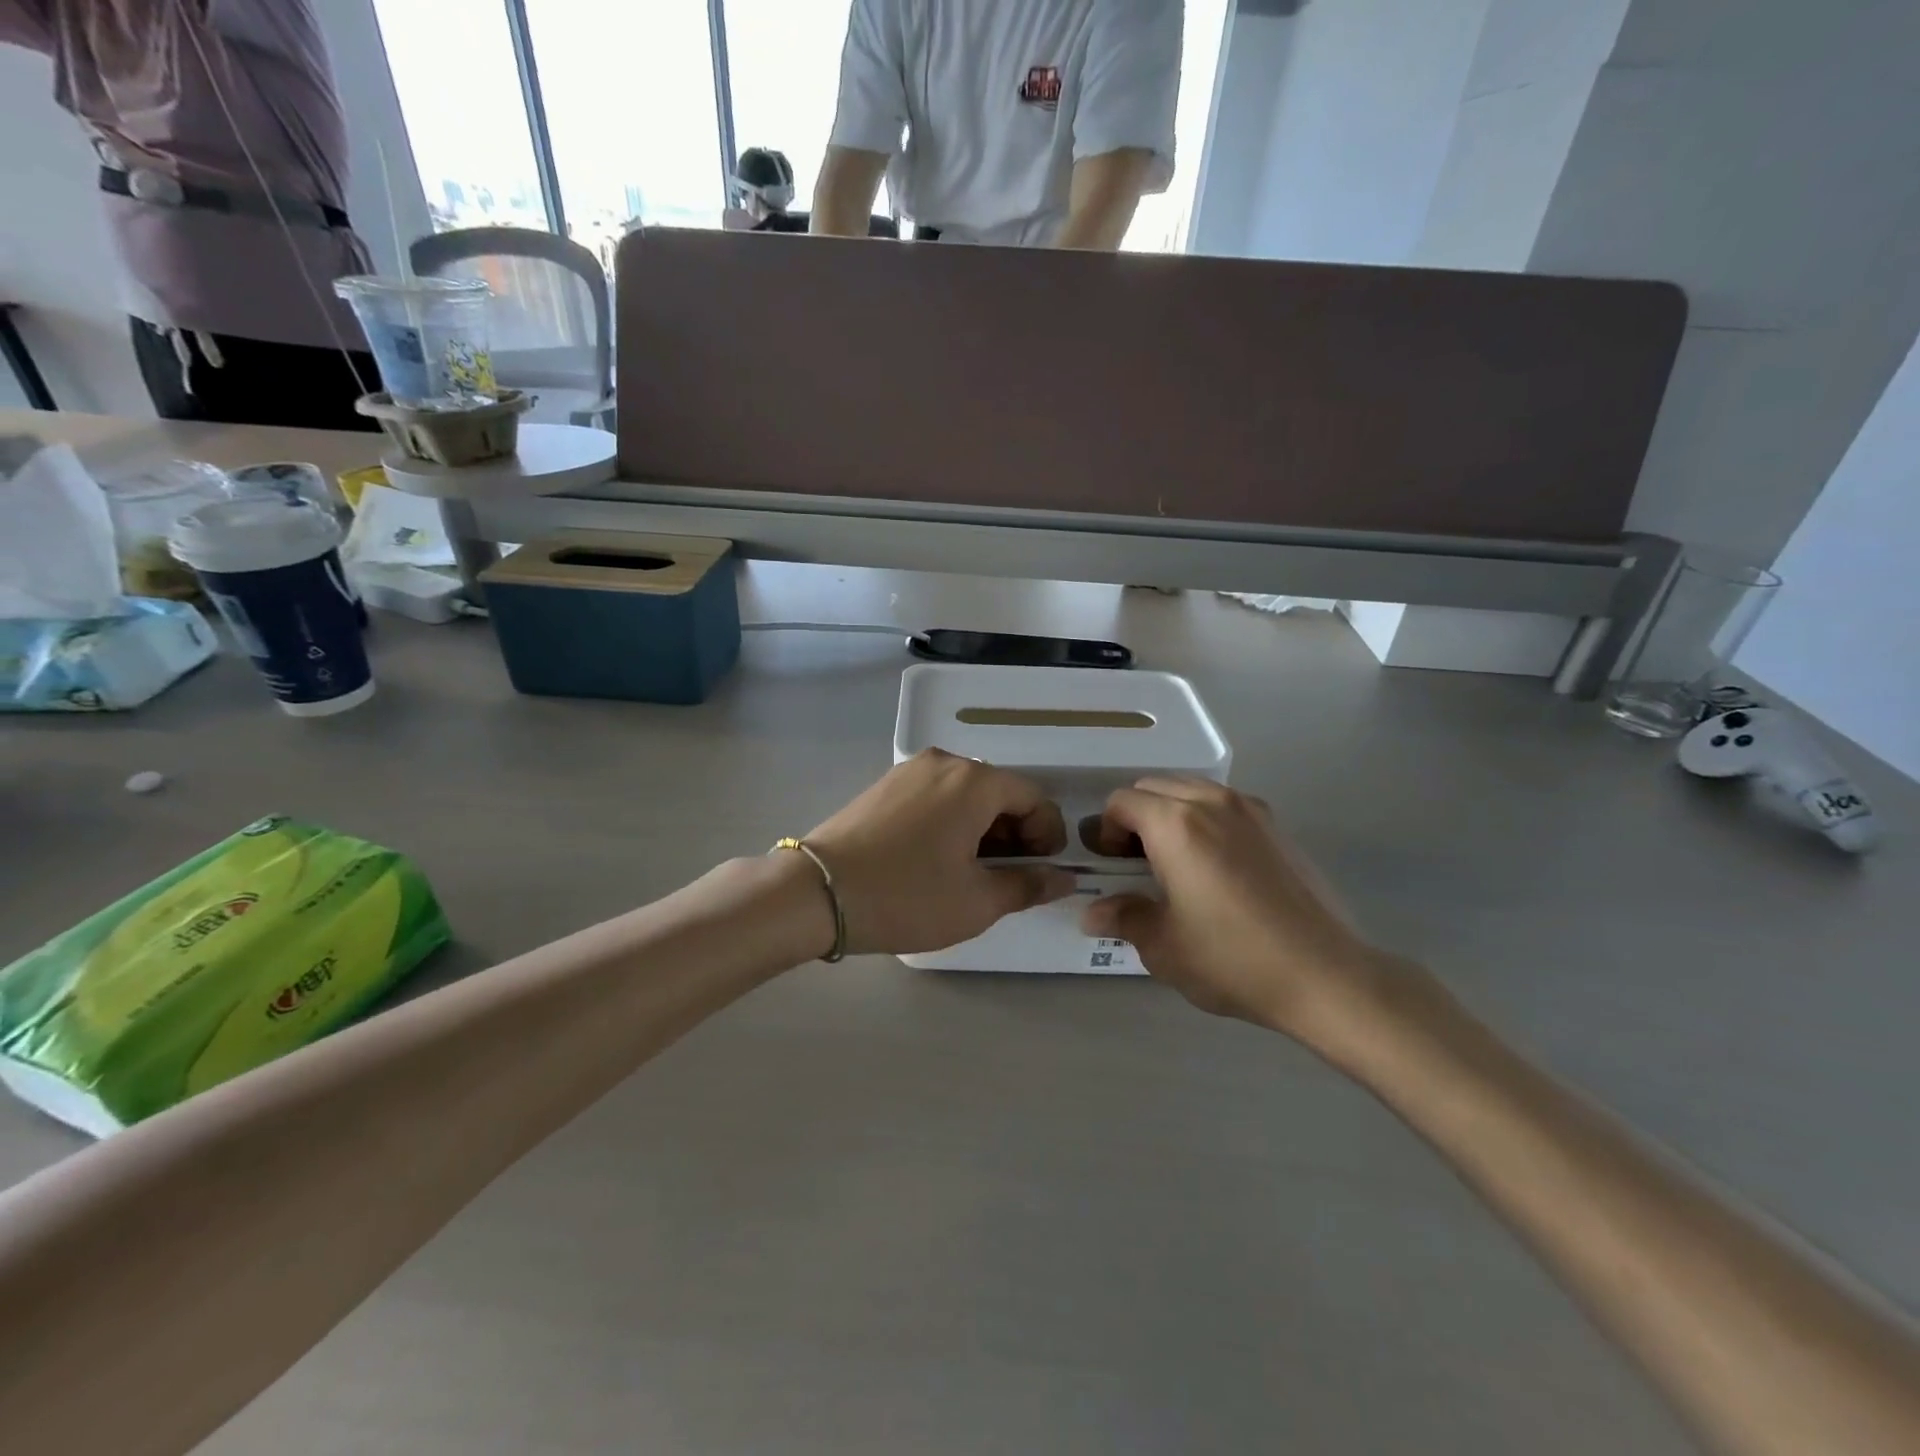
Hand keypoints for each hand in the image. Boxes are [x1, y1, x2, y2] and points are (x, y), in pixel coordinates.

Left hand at [805, 750, 1074, 956]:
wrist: (816, 892)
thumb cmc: (907, 896)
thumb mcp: (977, 902)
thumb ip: (1028, 885)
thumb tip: (1063, 878)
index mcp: (975, 781)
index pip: (1033, 798)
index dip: (1048, 835)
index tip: (1042, 872)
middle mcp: (945, 762)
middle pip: (999, 791)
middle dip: (1015, 833)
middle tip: (1009, 877)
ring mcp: (909, 770)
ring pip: (966, 793)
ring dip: (983, 828)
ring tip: (972, 872)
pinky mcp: (884, 785)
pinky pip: (935, 796)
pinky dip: (951, 821)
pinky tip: (937, 858)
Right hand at [1081, 778, 1389, 1040]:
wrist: (1325, 975)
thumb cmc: (1232, 958)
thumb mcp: (1163, 946)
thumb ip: (1124, 918)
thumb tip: (1094, 913)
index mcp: (1175, 824)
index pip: (1122, 802)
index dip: (1106, 830)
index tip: (1113, 867)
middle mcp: (1211, 803)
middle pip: (1154, 787)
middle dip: (1135, 817)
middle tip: (1137, 864)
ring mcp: (1250, 810)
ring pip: (1191, 790)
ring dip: (1171, 813)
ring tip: (1176, 862)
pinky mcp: (1277, 826)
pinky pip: (1225, 805)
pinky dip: (1205, 819)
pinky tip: (1216, 867)